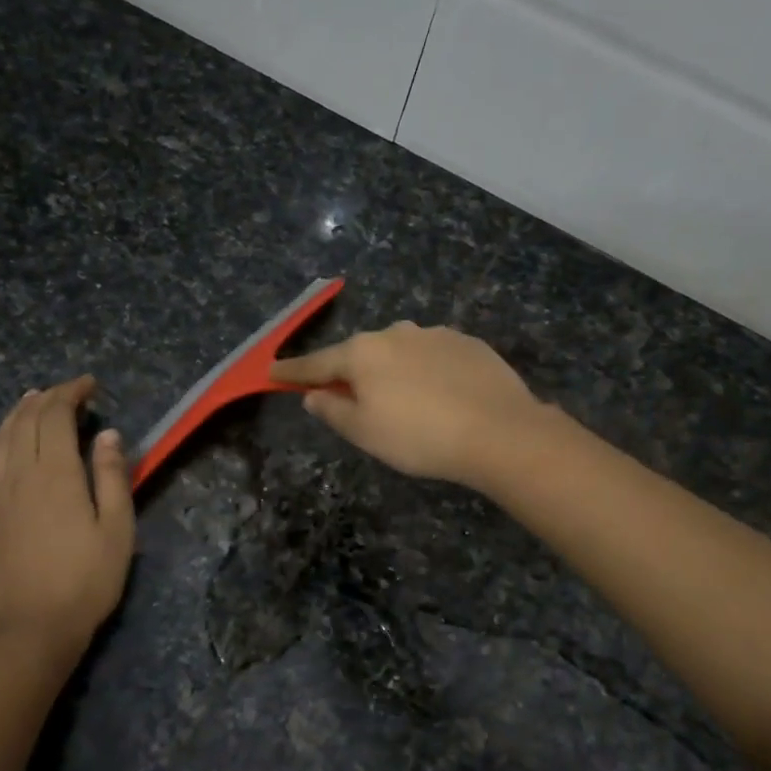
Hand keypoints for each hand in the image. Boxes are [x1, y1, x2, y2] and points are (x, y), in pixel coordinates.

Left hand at [0, 377, 134, 659]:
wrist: (27, 631)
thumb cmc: (85, 581)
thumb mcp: (117, 530)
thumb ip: (112, 477)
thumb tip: (107, 434)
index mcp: (56, 473)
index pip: (56, 416)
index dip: (70, 393)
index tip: (89, 385)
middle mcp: (19, 474)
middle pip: (26, 420)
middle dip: (47, 398)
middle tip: (67, 392)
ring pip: (0, 438)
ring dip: (17, 414)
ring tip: (32, 403)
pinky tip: (0, 442)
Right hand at [270, 323, 545, 487]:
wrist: (499, 431)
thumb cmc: (420, 437)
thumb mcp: (366, 433)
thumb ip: (333, 411)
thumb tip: (314, 395)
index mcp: (362, 353)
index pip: (317, 363)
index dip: (292, 372)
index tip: (271, 371)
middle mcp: (395, 333)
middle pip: (360, 354)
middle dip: (351, 373)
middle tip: (353, 400)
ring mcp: (434, 334)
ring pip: (400, 352)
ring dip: (393, 371)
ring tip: (406, 402)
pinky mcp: (467, 342)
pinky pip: (434, 355)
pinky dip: (427, 371)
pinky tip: (441, 395)